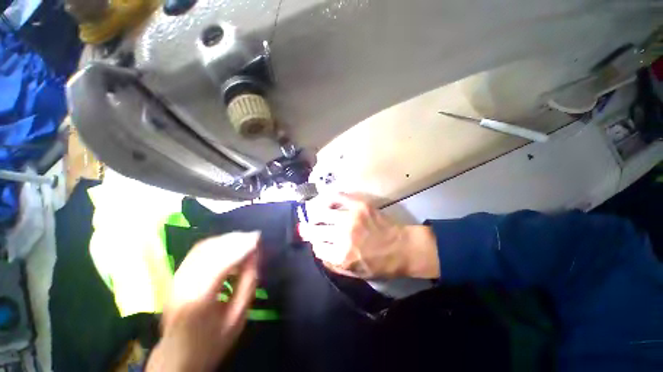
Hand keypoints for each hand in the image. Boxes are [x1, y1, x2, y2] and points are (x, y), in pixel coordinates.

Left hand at [146, 232, 259, 371]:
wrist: (177, 357)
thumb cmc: (212, 341)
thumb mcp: (238, 316)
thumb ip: (248, 283)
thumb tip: (255, 255)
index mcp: (199, 299)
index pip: (223, 262)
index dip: (242, 246)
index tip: (258, 237)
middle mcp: (183, 285)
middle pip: (211, 250)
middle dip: (235, 239)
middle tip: (253, 236)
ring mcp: (176, 280)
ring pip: (202, 248)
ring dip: (225, 239)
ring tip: (244, 239)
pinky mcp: (175, 277)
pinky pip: (196, 252)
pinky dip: (215, 244)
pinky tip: (227, 245)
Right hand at [299, 193, 439, 278]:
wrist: (402, 247)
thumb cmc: (380, 264)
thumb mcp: (355, 273)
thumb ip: (333, 264)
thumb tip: (318, 249)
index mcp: (342, 256)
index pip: (317, 248)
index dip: (315, 245)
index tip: (317, 243)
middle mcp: (343, 235)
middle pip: (315, 230)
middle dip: (309, 230)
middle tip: (308, 227)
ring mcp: (351, 217)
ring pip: (321, 212)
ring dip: (315, 215)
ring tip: (316, 216)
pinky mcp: (359, 205)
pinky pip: (336, 197)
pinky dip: (328, 199)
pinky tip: (327, 203)